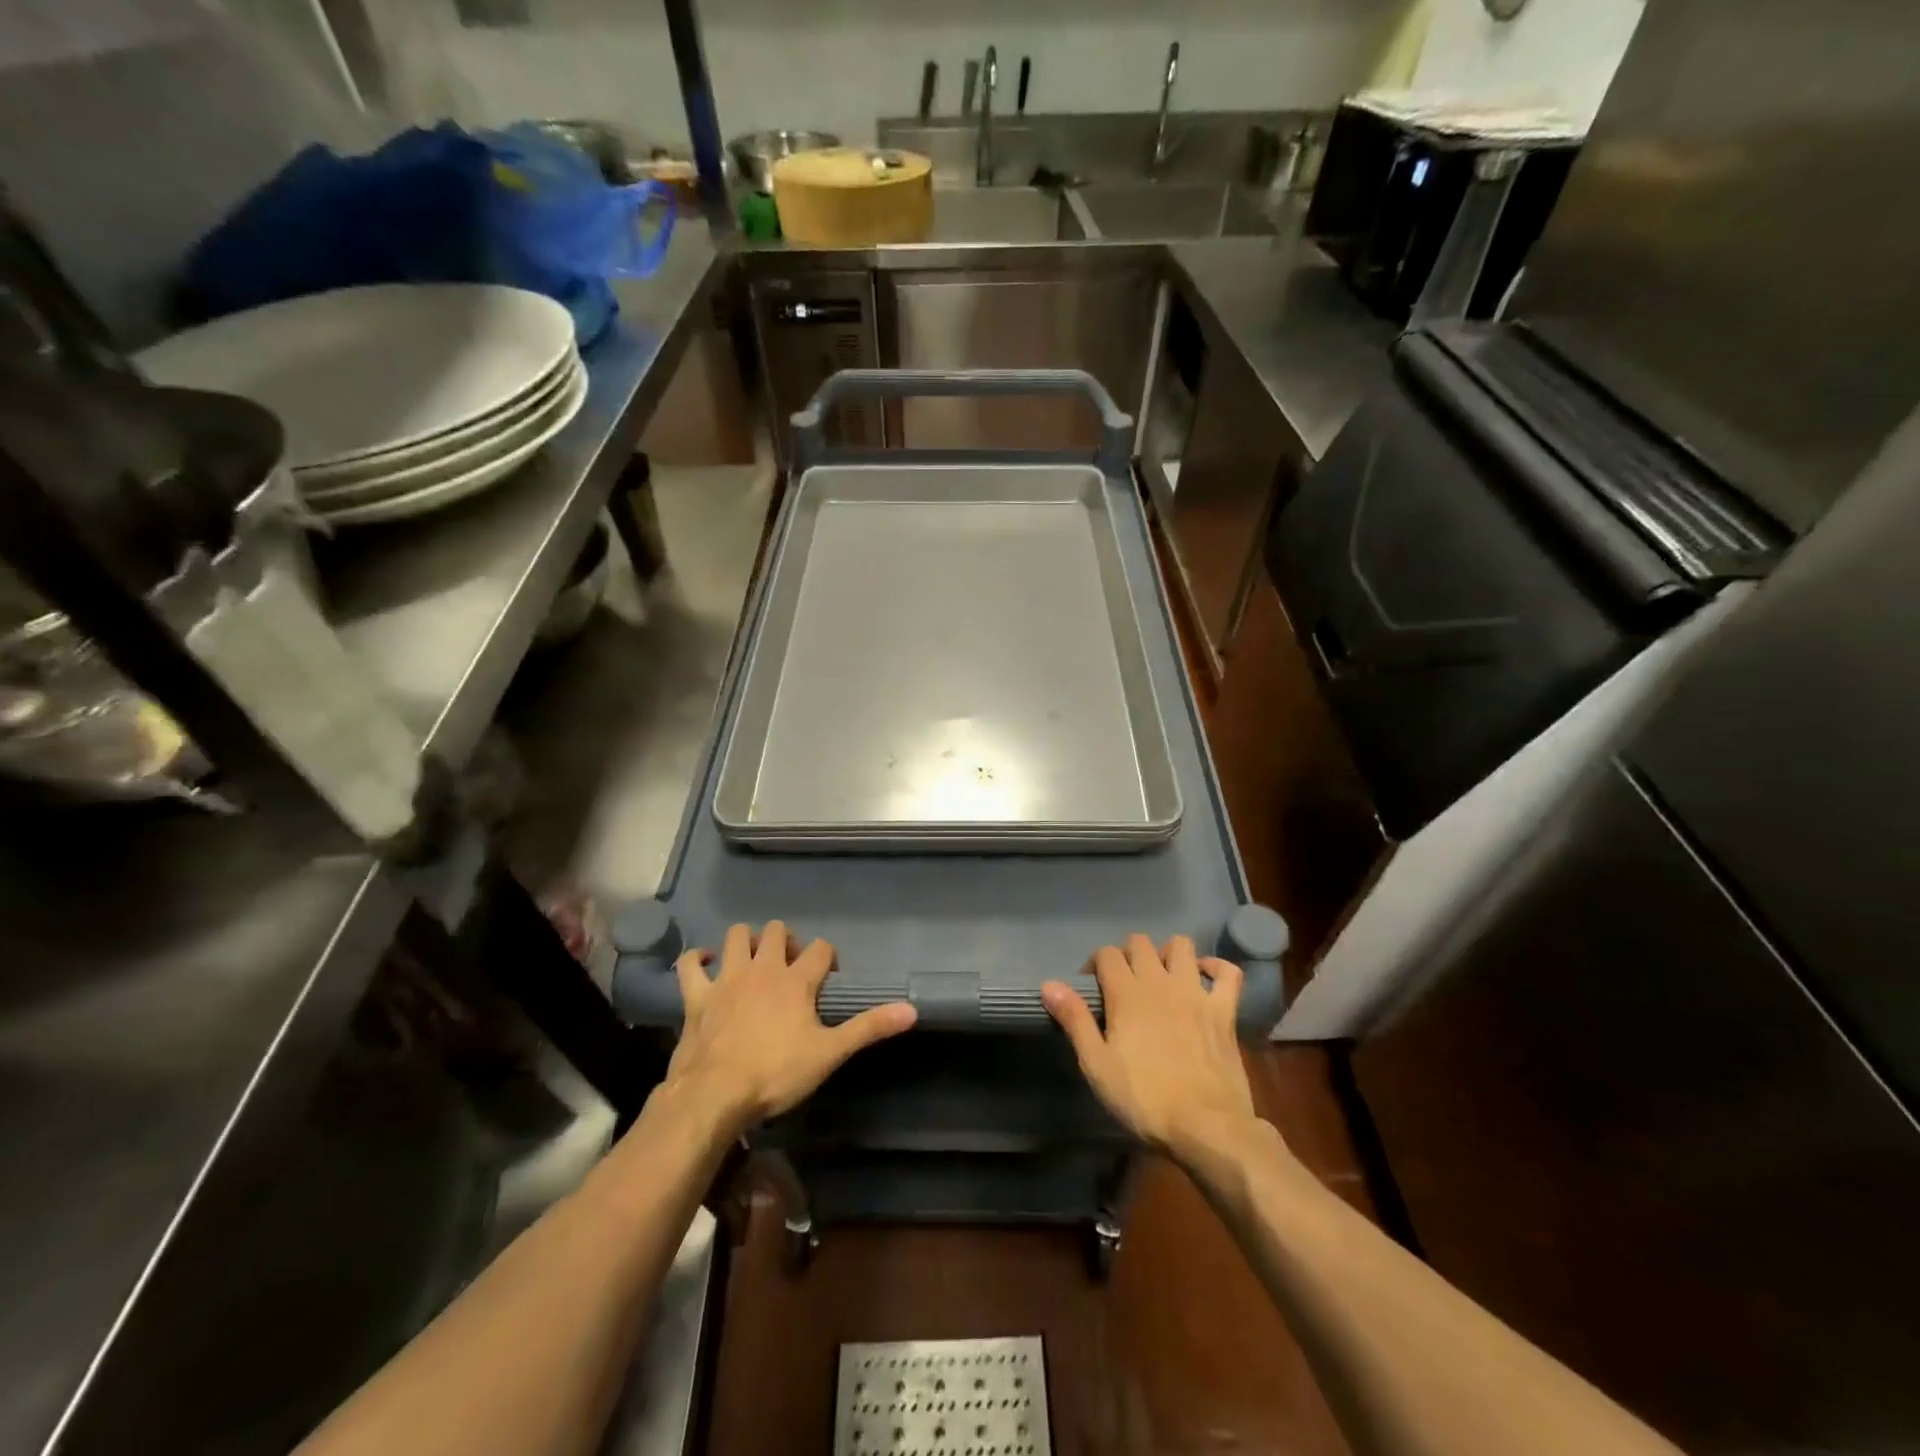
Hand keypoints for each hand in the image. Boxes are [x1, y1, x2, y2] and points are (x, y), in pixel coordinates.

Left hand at [664, 921, 916, 1134]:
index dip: (827, 957)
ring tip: (753, 959)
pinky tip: (706, 963)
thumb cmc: (776, 1074)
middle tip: (790, 966)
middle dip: (785, 941)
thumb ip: (868, 1028)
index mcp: (796, 980)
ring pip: (735, 936)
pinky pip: (690, 964)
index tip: (827, 976)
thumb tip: (912, 1010)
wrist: (715, 1095)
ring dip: (745, 941)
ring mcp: (726, 978)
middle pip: (775, 931)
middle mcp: (762, 968)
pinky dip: (697, 959)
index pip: (820, 949)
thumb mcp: (829, 1053)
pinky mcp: (697, 995)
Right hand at [1042, 934, 1256, 1160]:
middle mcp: (1160, 981)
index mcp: (1126, 993)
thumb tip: (1049, 984)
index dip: (1095, 964)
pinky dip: (1216, 968)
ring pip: (1182, 945)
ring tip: (1162, 976)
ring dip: (1168, 953)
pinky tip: (1206, 979)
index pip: (1106, 954)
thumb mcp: (1096, 1065)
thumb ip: (1074, 1020)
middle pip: (1140, 942)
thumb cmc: (1144, 1098)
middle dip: (1128, 954)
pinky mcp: (1224, 1010)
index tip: (1091, 988)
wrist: (1206, 1125)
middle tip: (1123, 983)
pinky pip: (1228, 973)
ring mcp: (1196, 992)